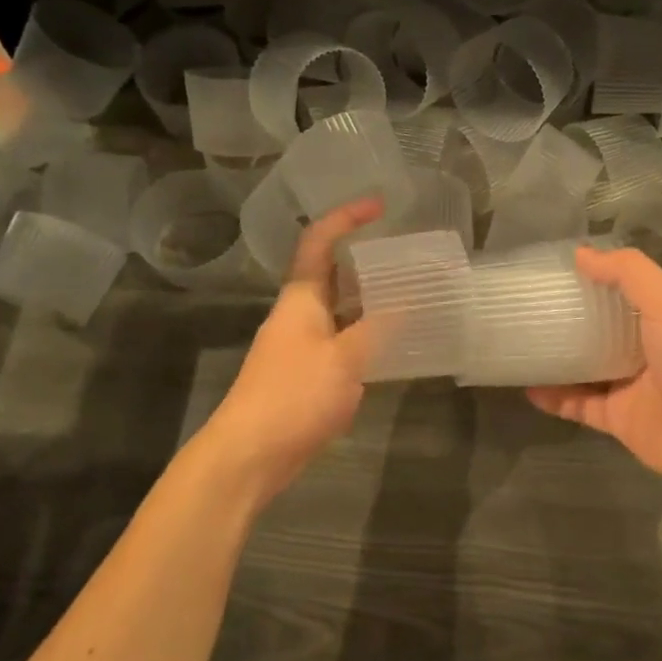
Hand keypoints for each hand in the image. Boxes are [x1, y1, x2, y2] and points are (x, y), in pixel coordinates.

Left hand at [193, 198, 382, 507]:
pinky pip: (343, 339)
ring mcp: (303, 344)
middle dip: (366, 258)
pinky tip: (395, 342)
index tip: (380, 205)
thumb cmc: (293, 395)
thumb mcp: (345, 358)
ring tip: (411, 291)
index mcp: (301, 297)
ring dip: (370, 298)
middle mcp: (300, 313)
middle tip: (406, 252)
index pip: (319, 241)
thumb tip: (409, 300)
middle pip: (332, 272)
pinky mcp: (308, 373)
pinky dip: (368, 333)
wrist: (249, 454)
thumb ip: (378, 327)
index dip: (347, 217)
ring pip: (341, 308)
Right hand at [527, 246, 661, 500]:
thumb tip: (580, 254)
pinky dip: (554, 399)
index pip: (619, 291)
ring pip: (584, 368)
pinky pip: (578, 406)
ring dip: (556, 359)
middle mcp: (643, 348)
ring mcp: (629, 386)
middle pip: (598, 329)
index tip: (551, 269)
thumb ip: (627, 272)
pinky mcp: (618, 419)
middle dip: (568, 319)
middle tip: (526, 307)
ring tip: (518, 345)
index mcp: (658, 316)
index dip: (590, 279)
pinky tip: (527, 388)